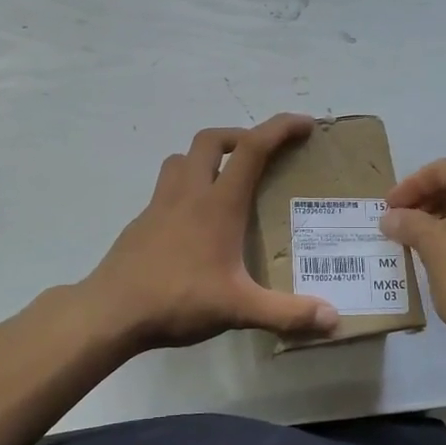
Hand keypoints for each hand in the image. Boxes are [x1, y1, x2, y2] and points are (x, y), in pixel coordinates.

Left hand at [84, 114, 338, 350]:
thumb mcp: (239, 309)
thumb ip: (287, 314)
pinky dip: (185, 186)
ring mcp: (159, 205)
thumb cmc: (177, 299)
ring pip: (181, 158)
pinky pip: (166, 187)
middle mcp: (188, 193)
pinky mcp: (142, 223)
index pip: (253, 148)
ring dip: (206, 157)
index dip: (280, 128)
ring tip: (225, 179)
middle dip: (240, 136)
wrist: (110, 312)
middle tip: (261, 154)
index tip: (305, 124)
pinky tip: (194, 221)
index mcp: (218, 204)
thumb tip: (334, 320)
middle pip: (211, 140)